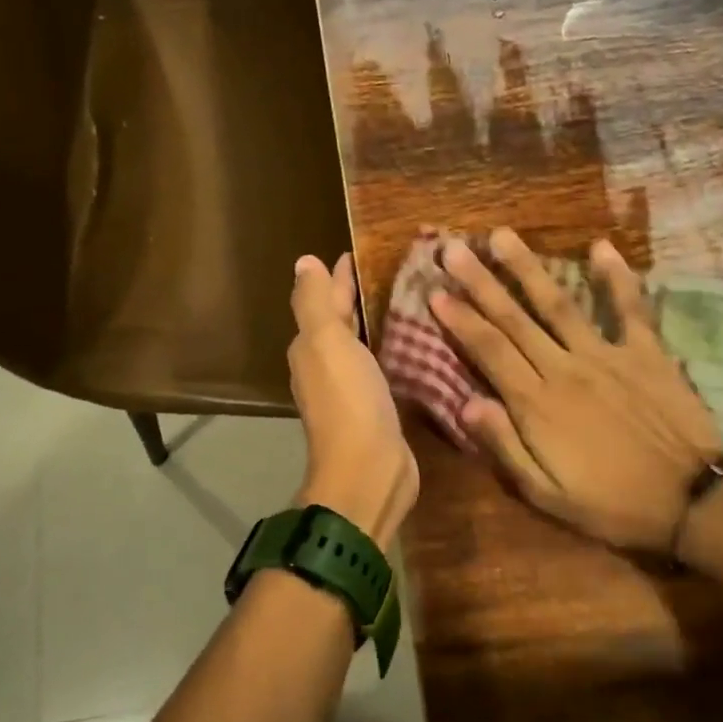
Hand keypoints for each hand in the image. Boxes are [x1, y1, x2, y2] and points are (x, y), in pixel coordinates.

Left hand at [288, 254, 418, 548]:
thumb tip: (304, 262)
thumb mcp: (326, 343)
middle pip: (343, 322)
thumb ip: (315, 302)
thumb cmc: (348, 401)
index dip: (340, 275)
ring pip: (364, 345)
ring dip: (379, 322)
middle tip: (395, 269)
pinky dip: (395, 350)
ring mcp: (353, 390)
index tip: (363, 250)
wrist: (369, 471)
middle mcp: (327, 367)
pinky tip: (418, 342)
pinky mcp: (380, 409)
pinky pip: (385, 368)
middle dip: (360, 296)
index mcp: (312, 348)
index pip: (325, 300)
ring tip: (412, 298)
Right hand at [430, 229, 722, 551]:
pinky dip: (616, 277)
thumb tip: (466, 403)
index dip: (459, 320)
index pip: (488, 351)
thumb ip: (505, 446)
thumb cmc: (612, 504)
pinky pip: (629, 308)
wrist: (693, 501)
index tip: (435, 291)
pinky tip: (600, 247)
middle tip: (452, 248)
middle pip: (513, 319)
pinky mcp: (646, 352)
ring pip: (558, 304)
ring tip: (502, 236)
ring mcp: (607, 355)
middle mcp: (565, 368)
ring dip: (527, 268)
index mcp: (537, 404)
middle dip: (479, 282)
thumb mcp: (547, 494)